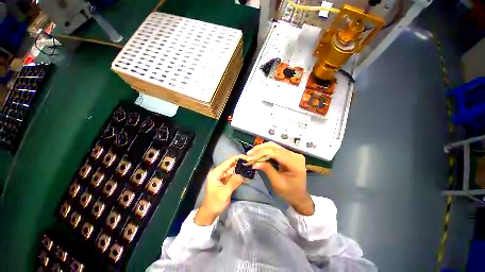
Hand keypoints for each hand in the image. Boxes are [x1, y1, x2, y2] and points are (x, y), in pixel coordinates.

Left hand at [194, 155, 245, 225]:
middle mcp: (220, 172)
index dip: (238, 158)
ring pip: (234, 169)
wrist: (210, 213)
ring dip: (242, 168)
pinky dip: (240, 174)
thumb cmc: (215, 203)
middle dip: (241, 162)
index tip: (247, 157)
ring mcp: (223, 176)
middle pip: (232, 164)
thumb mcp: (224, 193)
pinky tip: (247, 173)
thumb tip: (244, 173)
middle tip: (252, 161)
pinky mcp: (226, 181)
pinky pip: (234, 175)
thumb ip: (234, 182)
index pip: (228, 162)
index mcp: (216, 172)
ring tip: (251, 166)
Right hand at [247, 142, 313, 215]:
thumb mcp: (277, 183)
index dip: (261, 153)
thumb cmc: (289, 192)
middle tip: (249, 155)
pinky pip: (275, 149)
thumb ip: (267, 170)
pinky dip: (265, 151)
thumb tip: (254, 163)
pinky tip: (258, 154)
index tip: (250, 157)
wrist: (299, 196)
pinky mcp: (288, 154)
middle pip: (274, 147)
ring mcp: (292, 153)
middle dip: (260, 150)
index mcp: (295, 162)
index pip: (276, 153)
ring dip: (261, 149)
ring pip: (274, 146)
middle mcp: (295, 155)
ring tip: (251, 154)